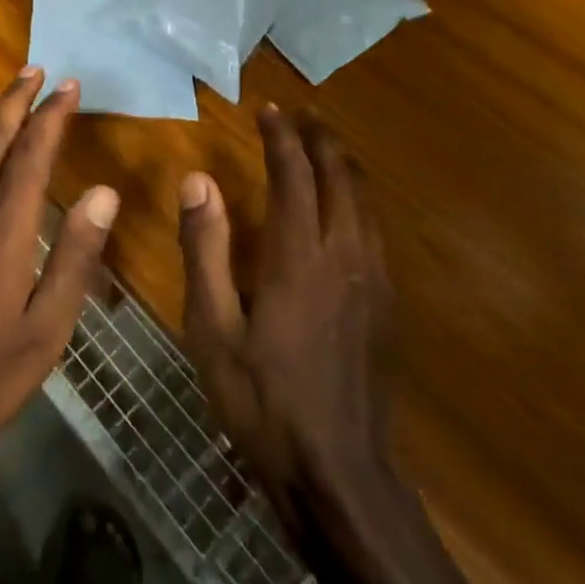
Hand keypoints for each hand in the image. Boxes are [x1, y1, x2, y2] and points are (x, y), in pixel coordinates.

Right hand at [178, 104, 395, 544]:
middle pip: (340, 177)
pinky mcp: (388, 304)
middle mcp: (344, 255)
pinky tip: (350, 205)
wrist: (339, 474)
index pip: (293, 175)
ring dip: (344, 165)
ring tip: (325, 145)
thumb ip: (205, 248)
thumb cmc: (263, 399)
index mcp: (299, 256)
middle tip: (300, 115)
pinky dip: (360, 198)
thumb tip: (196, 179)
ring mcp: (373, 280)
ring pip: (365, 201)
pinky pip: (377, 229)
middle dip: (320, 140)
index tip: (267, 109)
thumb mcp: (213, 327)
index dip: (281, 137)